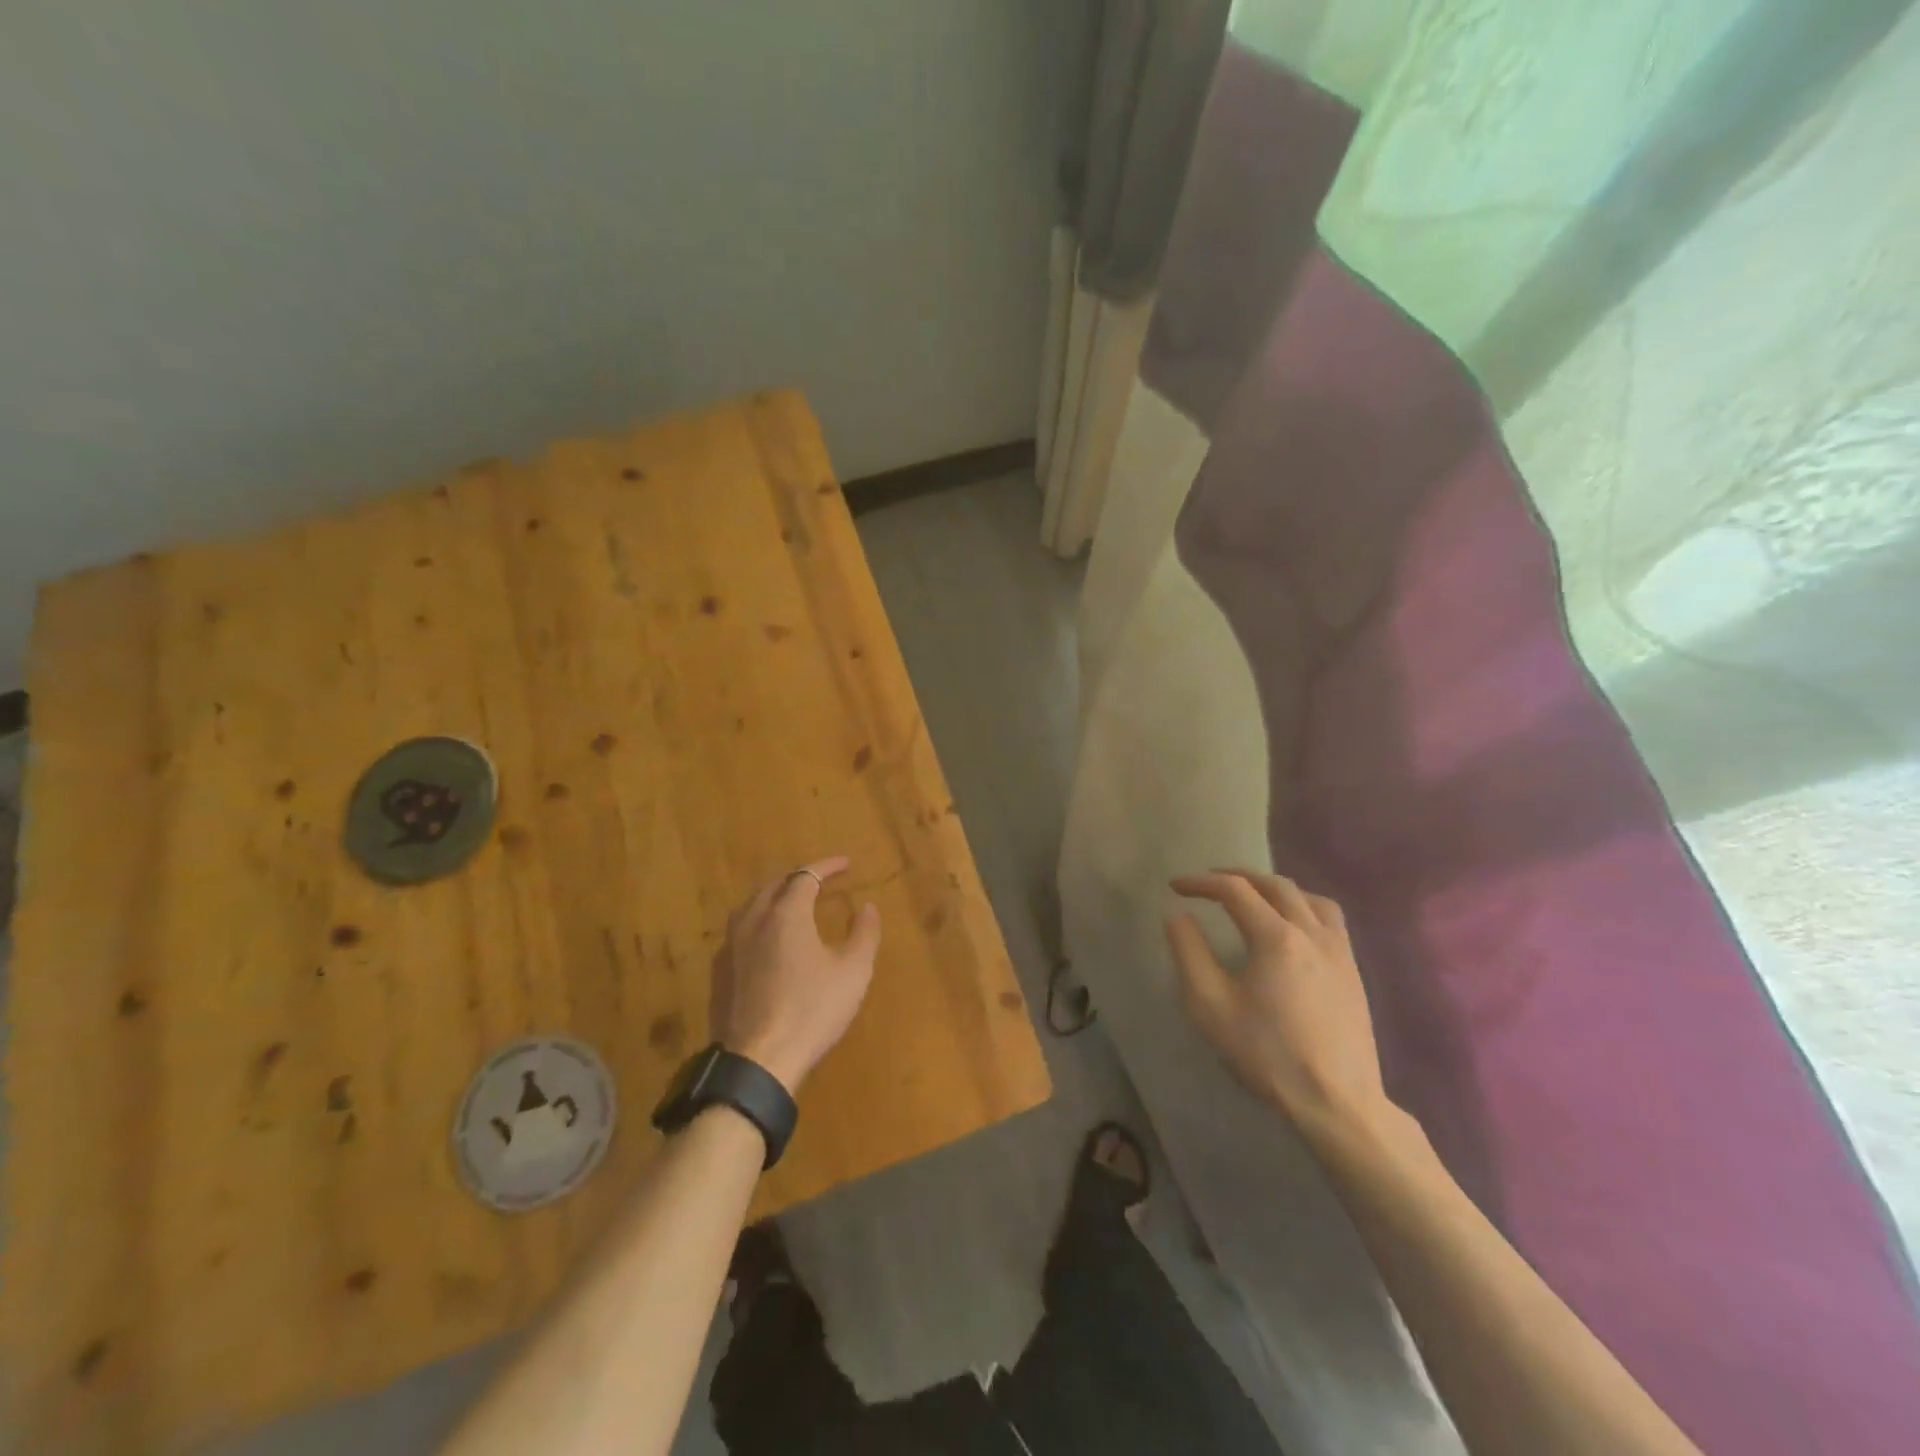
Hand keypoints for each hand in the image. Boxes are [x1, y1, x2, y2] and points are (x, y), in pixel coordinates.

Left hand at [710, 856, 880, 1095]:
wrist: (757, 1062)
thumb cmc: (812, 1011)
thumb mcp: (853, 971)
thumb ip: (863, 934)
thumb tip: (867, 907)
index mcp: (786, 914)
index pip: (806, 876)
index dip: (827, 867)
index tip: (846, 864)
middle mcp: (753, 921)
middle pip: (773, 886)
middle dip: (798, 878)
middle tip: (819, 882)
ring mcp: (730, 947)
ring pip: (750, 907)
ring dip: (773, 898)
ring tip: (790, 905)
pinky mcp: (719, 974)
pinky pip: (739, 933)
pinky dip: (758, 924)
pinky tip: (766, 943)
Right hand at [1166, 870, 1390, 1136]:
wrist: (1337, 1103)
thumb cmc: (1267, 1054)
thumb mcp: (1210, 1006)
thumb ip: (1189, 953)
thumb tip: (1178, 916)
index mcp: (1276, 938)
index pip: (1234, 890)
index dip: (1201, 883)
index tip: (1175, 886)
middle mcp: (1312, 932)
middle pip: (1274, 884)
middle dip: (1237, 876)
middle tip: (1208, 882)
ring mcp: (1339, 951)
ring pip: (1308, 897)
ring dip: (1274, 888)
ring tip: (1253, 897)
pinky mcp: (1353, 971)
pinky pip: (1329, 918)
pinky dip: (1303, 906)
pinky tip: (1292, 927)